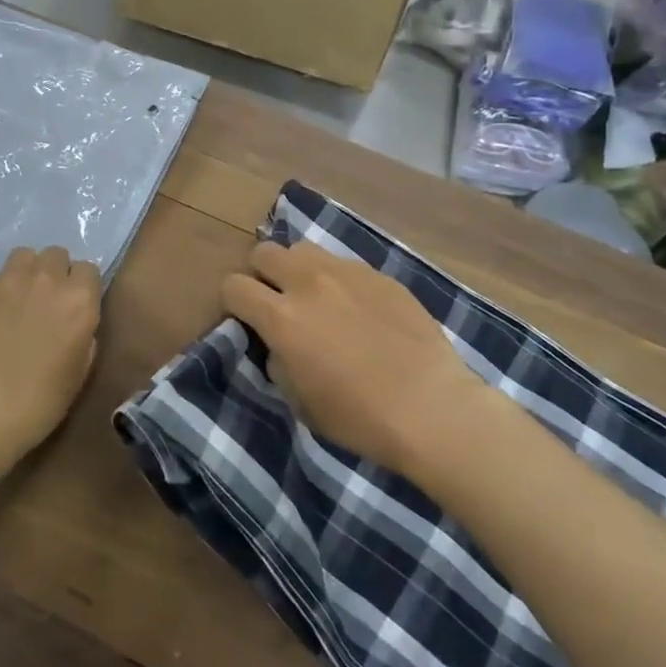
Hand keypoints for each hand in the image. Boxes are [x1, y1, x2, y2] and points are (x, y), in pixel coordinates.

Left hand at [0, 246, 101, 458]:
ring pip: (23, 257)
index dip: (81, 288)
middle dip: (54, 274)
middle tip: (44, 304)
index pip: (88, 269)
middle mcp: (45, 280)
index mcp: (78, 300)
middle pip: (56, 254)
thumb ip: (84, 336)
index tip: (73, 308)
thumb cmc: (38, 404)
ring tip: (16, 303)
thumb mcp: (79, 373)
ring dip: (25, 274)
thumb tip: (74, 323)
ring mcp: (5, 281)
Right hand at [223, 241, 481, 473]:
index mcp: (282, 318)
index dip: (233, 302)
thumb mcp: (300, 402)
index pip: (234, 286)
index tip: (245, 319)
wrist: (432, 407)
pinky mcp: (379, 274)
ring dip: (298, 269)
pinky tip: (357, 308)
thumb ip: (278, 361)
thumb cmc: (359, 417)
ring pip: (304, 249)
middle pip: (264, 252)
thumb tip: (278, 343)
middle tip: (277, 302)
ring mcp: (347, 273)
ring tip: (315, 297)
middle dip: (262, 275)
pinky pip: (344, 264)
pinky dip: (338, 280)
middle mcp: (309, 283)